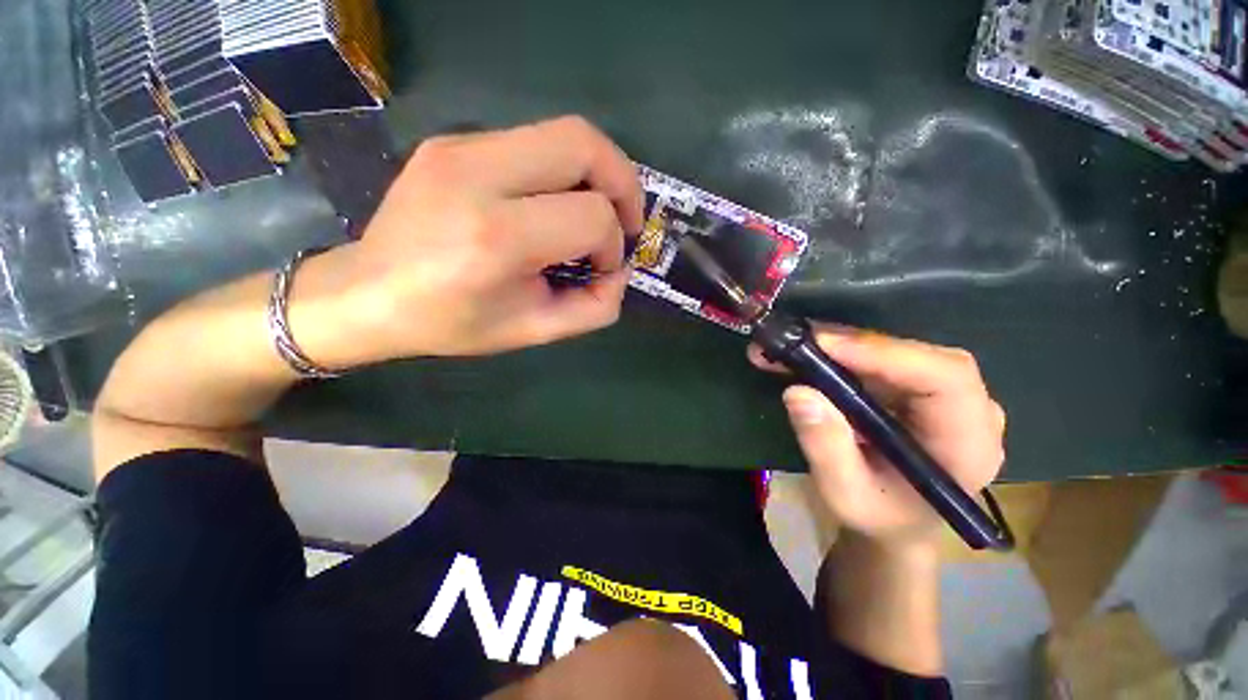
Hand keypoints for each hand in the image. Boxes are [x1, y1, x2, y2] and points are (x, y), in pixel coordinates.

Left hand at [335, 116, 643, 359]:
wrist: (367, 294)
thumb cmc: (451, 322)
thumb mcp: (533, 331)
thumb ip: (593, 308)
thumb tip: (620, 271)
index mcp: (496, 237)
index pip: (590, 216)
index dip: (613, 245)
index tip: (603, 269)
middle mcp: (477, 175)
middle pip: (584, 144)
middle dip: (622, 183)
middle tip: (625, 221)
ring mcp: (461, 147)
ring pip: (564, 132)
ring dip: (597, 173)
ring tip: (598, 211)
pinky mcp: (454, 141)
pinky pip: (534, 142)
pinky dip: (563, 172)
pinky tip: (553, 205)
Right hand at [750, 325, 1005, 550]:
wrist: (897, 521)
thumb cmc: (879, 516)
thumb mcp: (845, 495)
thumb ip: (826, 449)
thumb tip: (798, 392)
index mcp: (968, 444)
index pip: (945, 378)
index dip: (886, 354)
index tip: (824, 346)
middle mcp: (967, 409)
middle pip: (917, 355)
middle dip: (850, 344)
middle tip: (794, 342)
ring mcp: (944, 395)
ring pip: (895, 350)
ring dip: (838, 344)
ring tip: (788, 346)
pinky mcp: (918, 386)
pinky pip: (881, 357)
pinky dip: (839, 352)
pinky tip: (805, 353)